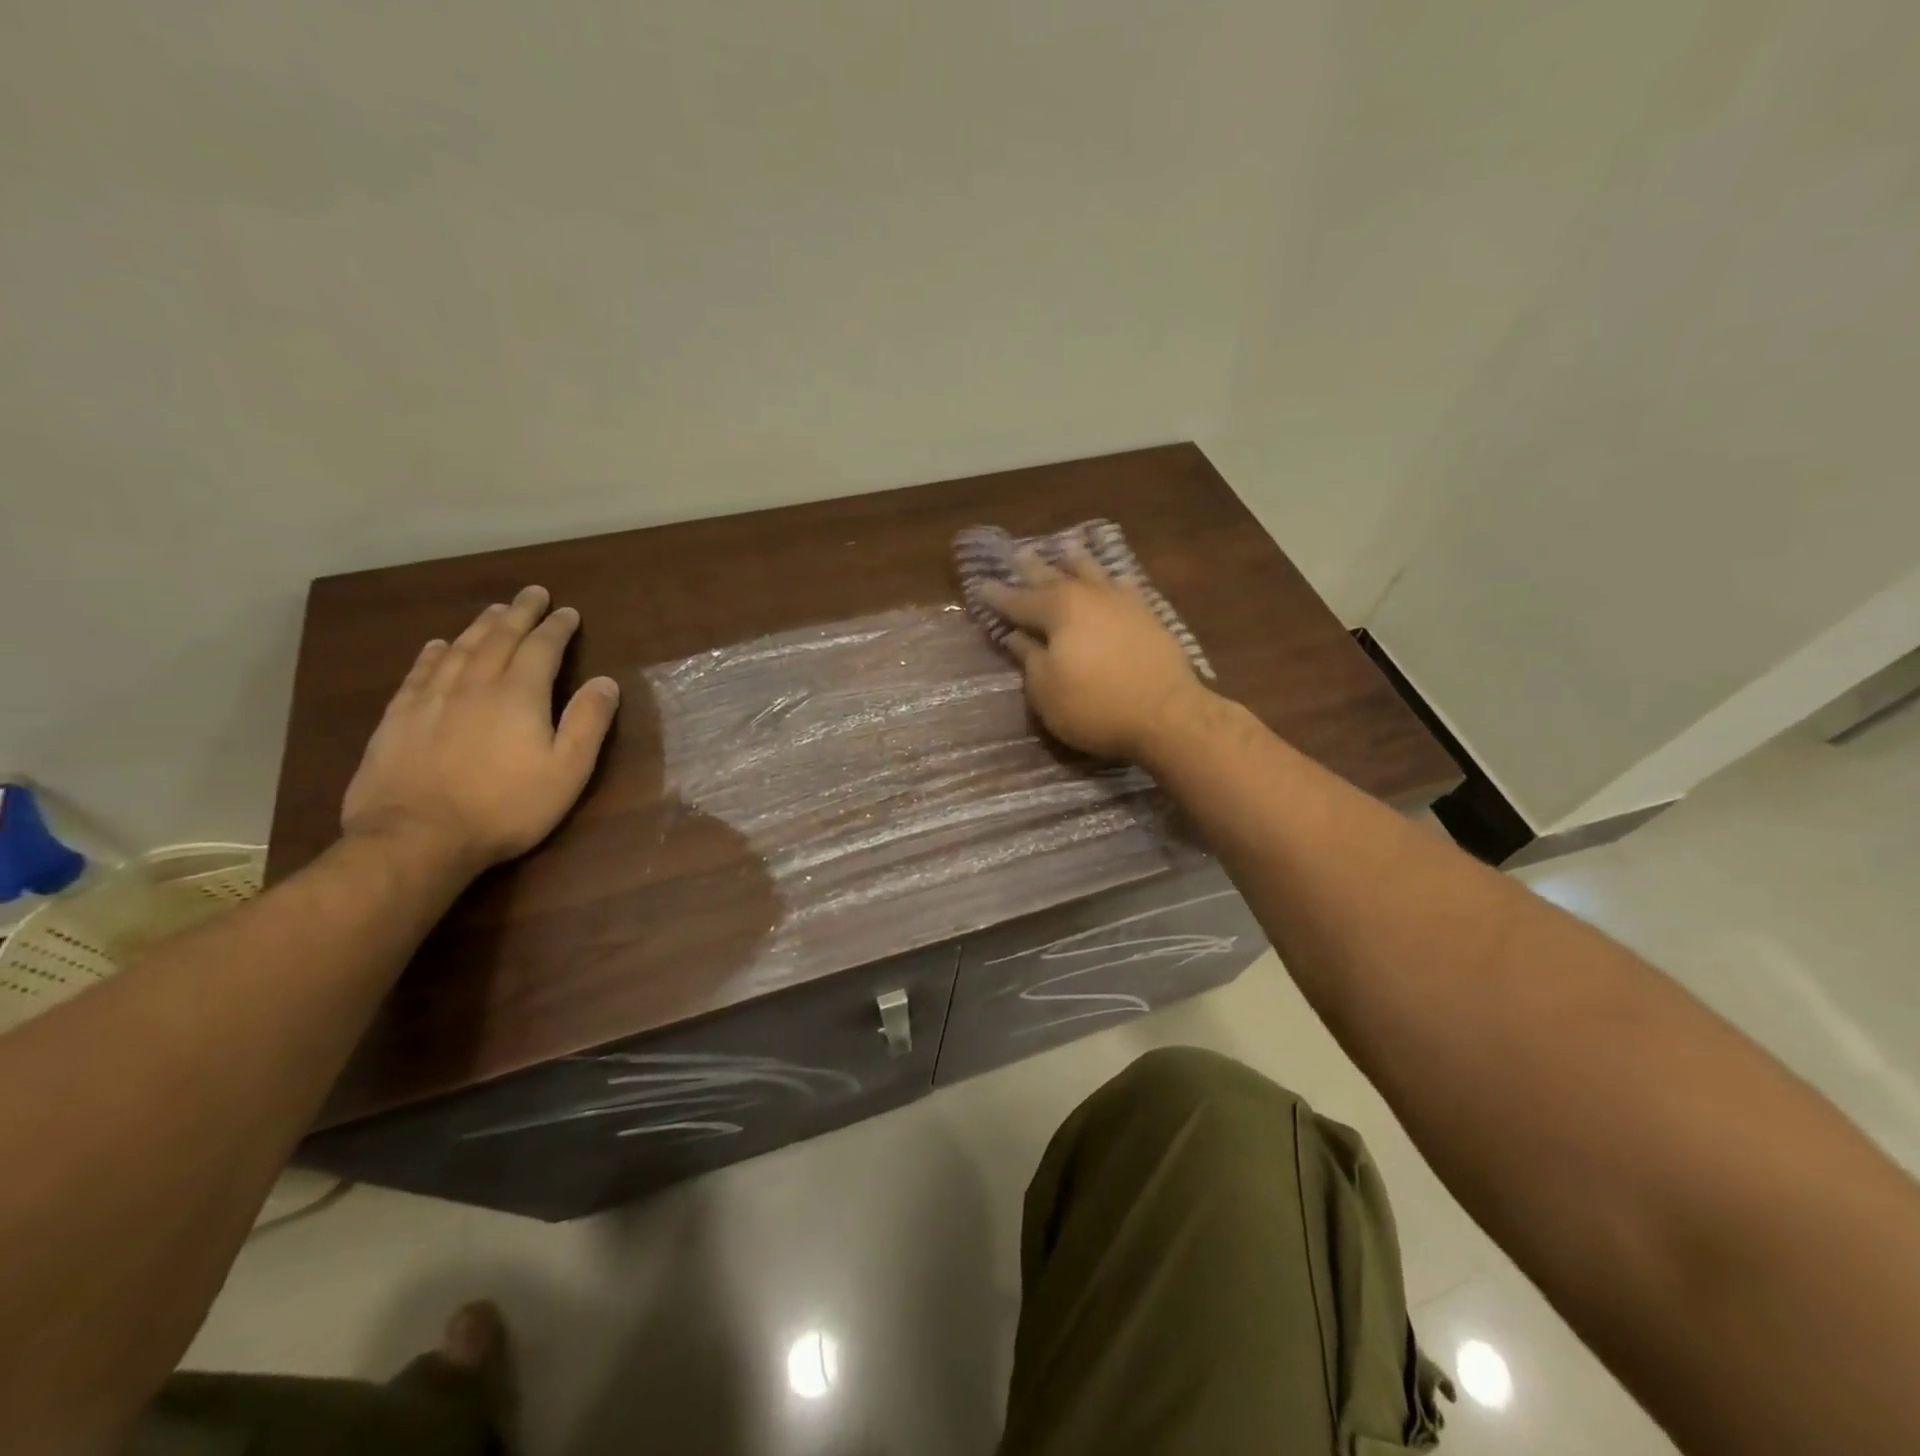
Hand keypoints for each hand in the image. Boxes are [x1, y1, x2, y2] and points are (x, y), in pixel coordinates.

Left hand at [341, 585, 620, 869]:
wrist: (417, 837)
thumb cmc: (506, 806)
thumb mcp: (567, 770)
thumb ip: (588, 722)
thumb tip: (606, 681)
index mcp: (519, 695)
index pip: (542, 648)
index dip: (557, 628)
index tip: (568, 611)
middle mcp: (475, 684)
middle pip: (499, 638)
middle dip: (519, 613)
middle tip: (532, 593)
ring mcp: (431, 699)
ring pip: (460, 649)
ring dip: (480, 626)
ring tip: (494, 610)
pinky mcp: (399, 718)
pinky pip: (420, 672)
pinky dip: (434, 653)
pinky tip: (439, 646)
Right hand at [977, 545, 1212, 761]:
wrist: (1167, 714)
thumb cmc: (1095, 705)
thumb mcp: (1047, 689)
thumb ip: (1029, 658)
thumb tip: (1016, 637)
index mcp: (1058, 610)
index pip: (1018, 601)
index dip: (997, 596)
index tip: (980, 585)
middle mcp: (1089, 596)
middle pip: (1054, 577)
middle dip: (1033, 568)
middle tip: (1017, 553)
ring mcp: (1122, 602)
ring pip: (1093, 573)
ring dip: (1076, 561)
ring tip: (1066, 547)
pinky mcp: (1149, 616)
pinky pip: (1124, 586)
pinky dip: (1112, 579)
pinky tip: (1113, 578)